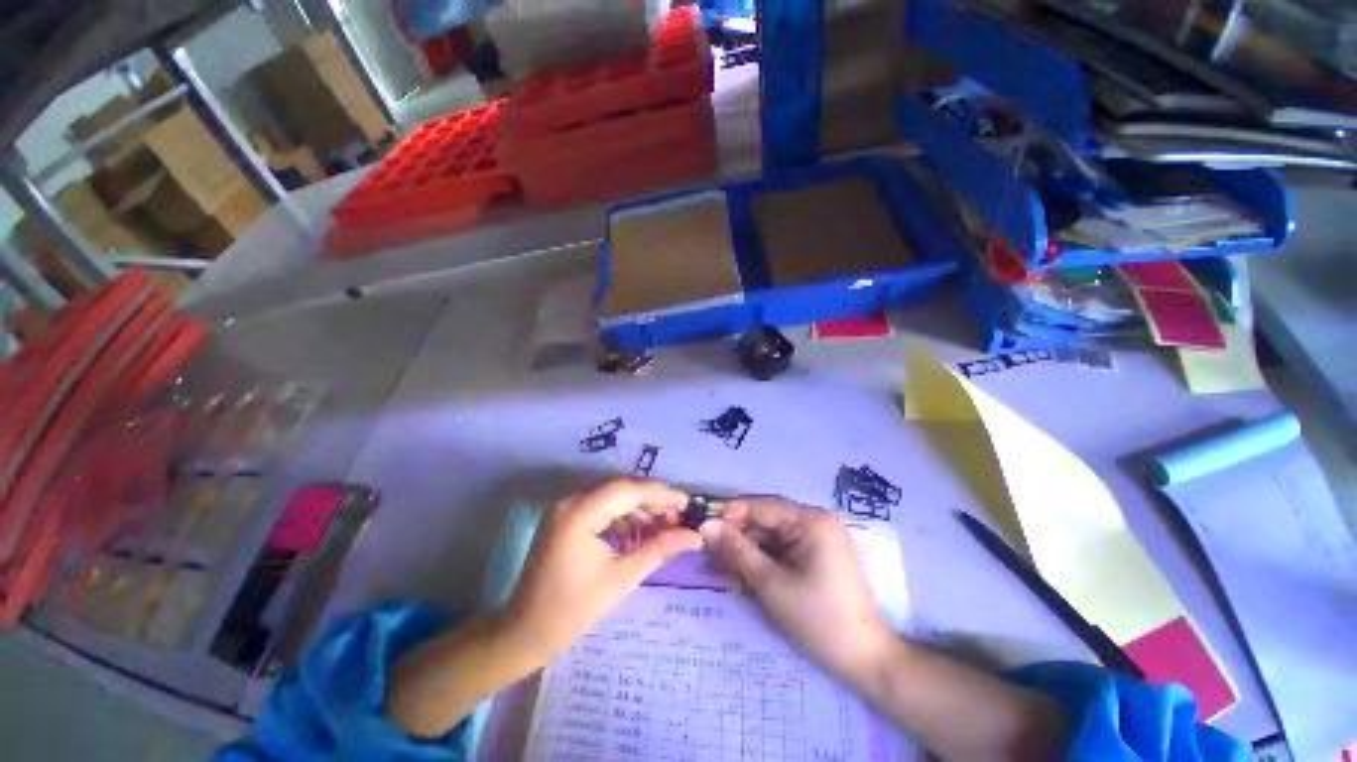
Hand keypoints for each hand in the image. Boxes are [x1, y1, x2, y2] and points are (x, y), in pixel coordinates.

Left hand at [503, 478, 701, 663]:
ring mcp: (567, 508)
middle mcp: (571, 501)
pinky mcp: (568, 519)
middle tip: (680, 517)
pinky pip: (603, 509)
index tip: (688, 503)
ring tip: (664, 530)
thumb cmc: (573, 610)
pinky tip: (639, 537)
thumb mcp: (622, 578)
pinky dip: (624, 520)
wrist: (525, 633)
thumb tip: (695, 536)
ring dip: (639, 511)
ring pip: (614, 498)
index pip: (628, 490)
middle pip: (622, 490)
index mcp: (579, 512)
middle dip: (653, 502)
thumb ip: (660, 549)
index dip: (661, 494)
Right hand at [700, 497, 893, 683]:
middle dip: (737, 535)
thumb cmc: (818, 620)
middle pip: (765, 519)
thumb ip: (737, 550)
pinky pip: (780, 547)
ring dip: (746, 549)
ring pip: (770, 534)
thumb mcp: (771, 584)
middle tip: (709, 553)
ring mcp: (816, 536)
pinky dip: (761, 558)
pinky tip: (744, 572)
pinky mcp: (815, 553)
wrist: (865, 661)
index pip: (760, 506)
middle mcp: (815, 520)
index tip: (702, 530)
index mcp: (811, 520)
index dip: (729, 515)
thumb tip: (705, 526)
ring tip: (722, 567)